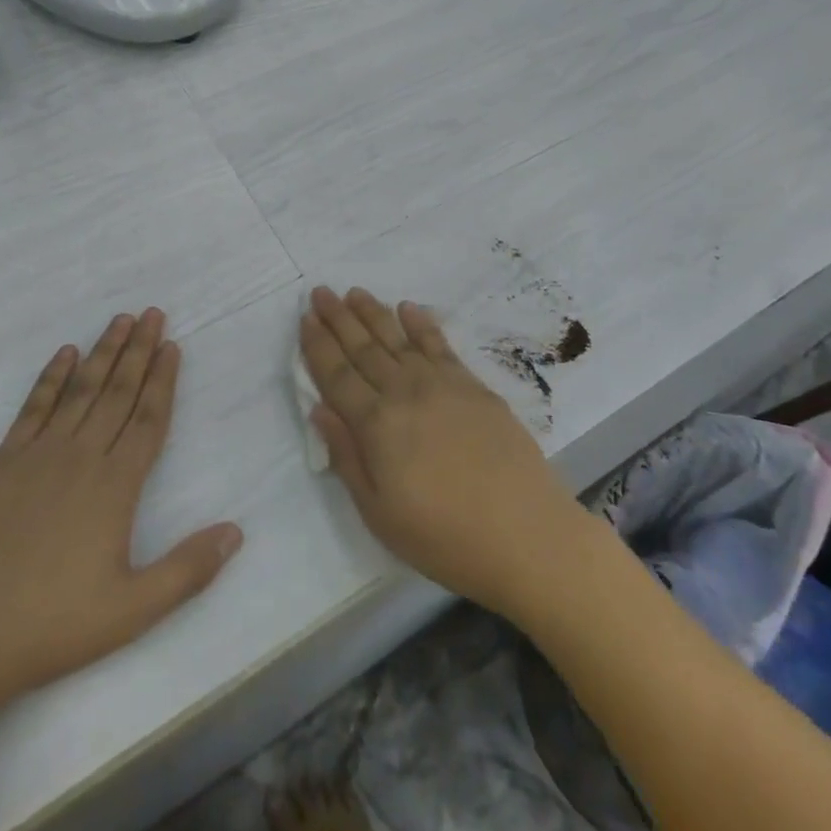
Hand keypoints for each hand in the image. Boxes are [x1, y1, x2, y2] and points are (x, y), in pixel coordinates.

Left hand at [0, 310, 241, 724]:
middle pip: (117, 392)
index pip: (148, 418)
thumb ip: (187, 569)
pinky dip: (51, 378)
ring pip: (81, 390)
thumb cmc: (50, 624)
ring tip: (120, 320)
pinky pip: (34, 407)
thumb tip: (236, 532)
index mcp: (115, 485)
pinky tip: (63, 355)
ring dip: (102, 353)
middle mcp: (81, 456)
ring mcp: (39, 455)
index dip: (163, 380)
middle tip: (153, 313)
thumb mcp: (132, 610)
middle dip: (138, 350)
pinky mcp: (2, 463)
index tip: (172, 345)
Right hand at [299, 287, 592, 617]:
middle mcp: (404, 392)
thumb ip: (346, 457)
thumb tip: (319, 409)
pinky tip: (408, 308)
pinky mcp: (473, 385)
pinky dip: (421, 323)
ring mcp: (441, 384)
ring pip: (397, 338)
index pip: (337, 375)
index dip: (318, 346)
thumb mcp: (379, 513)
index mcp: (376, 425)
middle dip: (338, 318)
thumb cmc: (444, 537)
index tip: (304, 319)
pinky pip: (439, 344)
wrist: (526, 534)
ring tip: (354, 293)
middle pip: (363, 348)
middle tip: (320, 292)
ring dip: (372, 313)